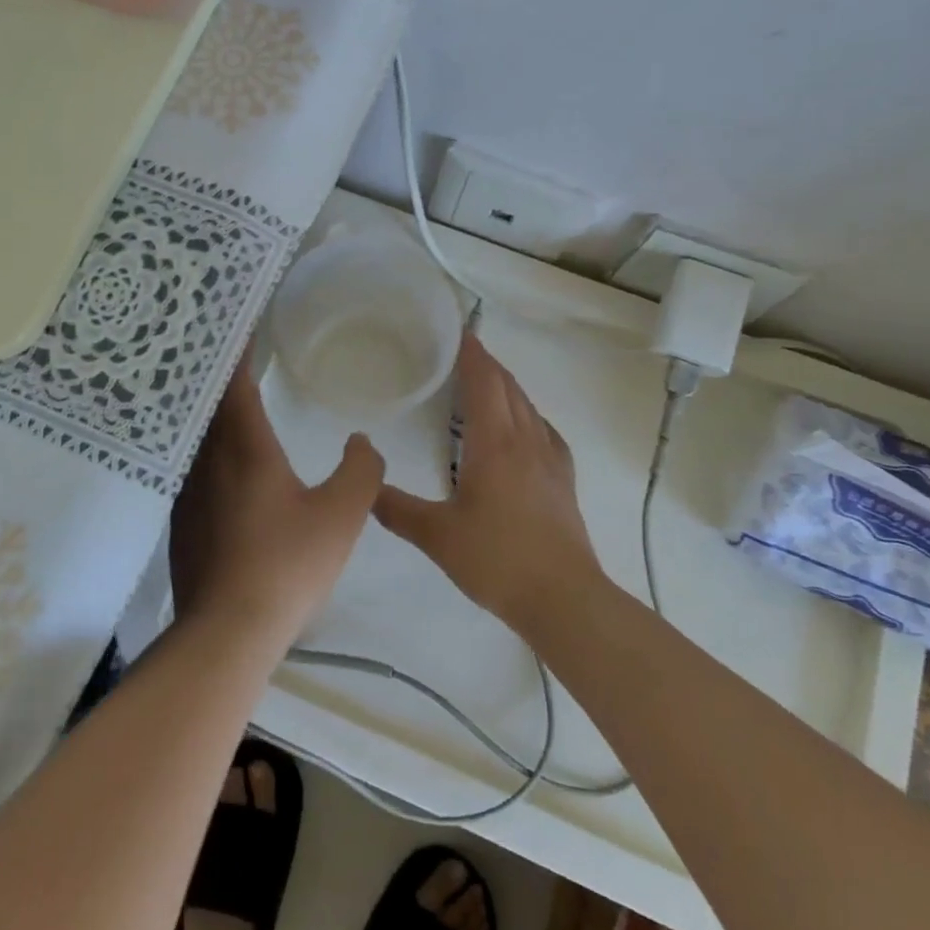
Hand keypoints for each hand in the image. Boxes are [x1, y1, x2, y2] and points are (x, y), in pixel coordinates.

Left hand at [170, 361, 383, 645]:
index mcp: (245, 448)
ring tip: (229, 401)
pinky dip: (204, 450)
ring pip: (197, 438)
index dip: (238, 353)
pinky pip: (191, 468)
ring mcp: (188, 492)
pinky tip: (220, 465)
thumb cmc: (287, 564)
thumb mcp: (342, 515)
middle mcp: (208, 460)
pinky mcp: (181, 521)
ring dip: (210, 414)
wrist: (228, 631)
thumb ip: (360, 471)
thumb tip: (360, 442)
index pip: (235, 384)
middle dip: (221, 376)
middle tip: (236, 355)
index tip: (242, 327)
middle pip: (209, 405)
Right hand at [374, 333, 603, 633]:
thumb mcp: (437, 536)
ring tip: (486, 382)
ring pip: (528, 406)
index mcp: (494, 443)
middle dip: (487, 364)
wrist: (564, 598)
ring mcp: (550, 459)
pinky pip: (545, 430)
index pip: (484, 382)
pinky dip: (529, 414)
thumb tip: (365, 486)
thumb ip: (397, 510)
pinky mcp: (564, 479)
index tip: (459, 331)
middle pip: (508, 387)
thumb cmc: (497, 560)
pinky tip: (524, 427)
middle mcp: (525, 440)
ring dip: (507, 386)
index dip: (472, 353)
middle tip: (462, 351)